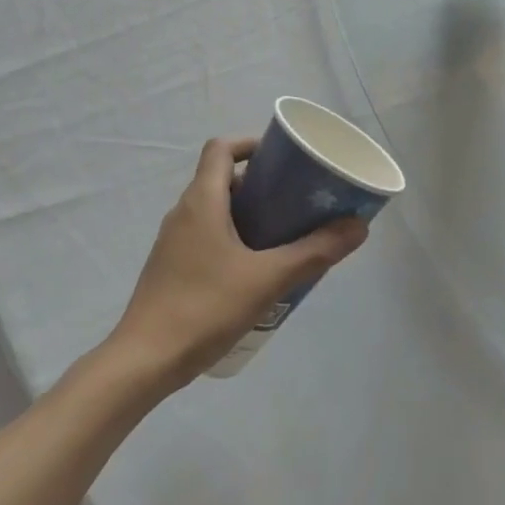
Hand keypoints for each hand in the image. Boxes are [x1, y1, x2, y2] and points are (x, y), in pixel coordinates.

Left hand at [109, 138, 368, 389]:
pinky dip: (234, 238)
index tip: (284, 160)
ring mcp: (174, 241)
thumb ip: (314, 251)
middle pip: (222, 178)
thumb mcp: (268, 279)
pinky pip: (207, 237)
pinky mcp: (173, 267)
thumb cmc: (205, 307)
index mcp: (201, 201)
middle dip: (261, 184)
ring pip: (216, 211)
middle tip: (296, 201)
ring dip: (249, 214)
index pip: (221, 148)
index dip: (252, 144)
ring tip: (285, 235)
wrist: (146, 359)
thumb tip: (358, 226)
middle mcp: (183, 212)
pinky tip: (257, 270)